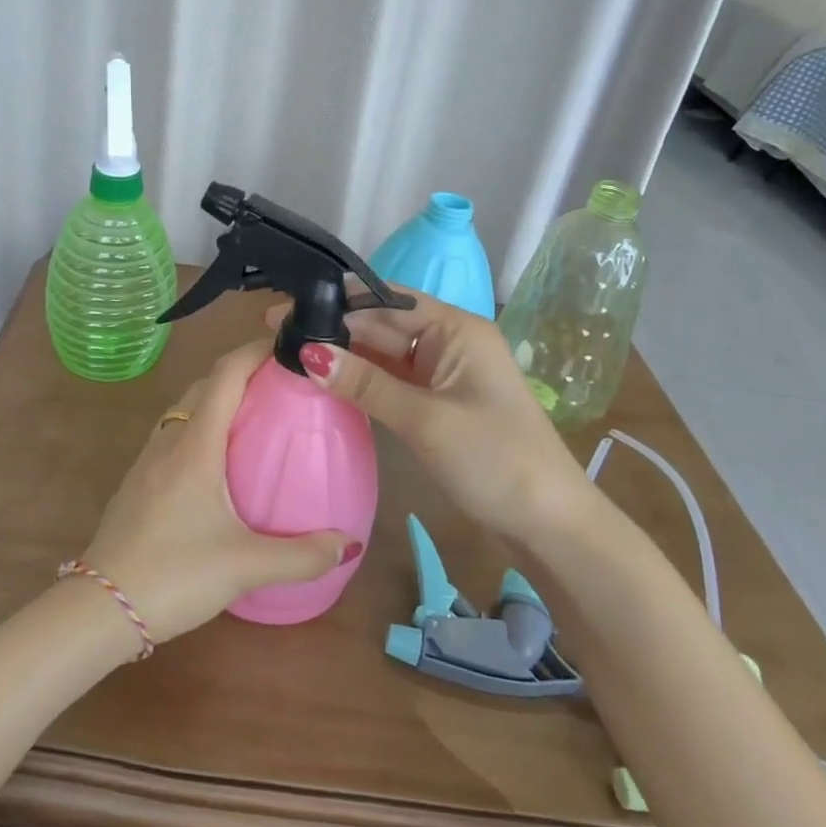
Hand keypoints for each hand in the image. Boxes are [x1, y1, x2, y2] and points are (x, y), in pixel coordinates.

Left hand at [79, 339, 355, 648]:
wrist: (100, 607)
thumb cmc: (175, 574)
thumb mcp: (245, 566)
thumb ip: (302, 555)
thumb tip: (348, 544)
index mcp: (195, 444)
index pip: (226, 375)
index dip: (255, 351)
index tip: (286, 345)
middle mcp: (169, 440)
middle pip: (205, 386)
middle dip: (241, 372)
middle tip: (281, 384)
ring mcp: (147, 460)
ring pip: (185, 409)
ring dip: (217, 400)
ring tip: (255, 418)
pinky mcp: (137, 482)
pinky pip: (174, 435)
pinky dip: (201, 428)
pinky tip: (218, 464)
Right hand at [268, 294, 590, 548]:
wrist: (550, 524)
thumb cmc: (495, 460)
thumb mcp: (424, 419)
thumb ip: (365, 384)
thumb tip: (306, 353)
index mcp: (456, 329)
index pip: (386, 302)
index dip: (335, 304)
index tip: (285, 310)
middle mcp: (449, 342)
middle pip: (382, 326)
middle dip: (334, 329)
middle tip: (276, 334)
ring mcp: (444, 374)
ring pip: (384, 354)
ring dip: (344, 356)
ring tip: (289, 354)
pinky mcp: (439, 403)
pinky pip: (393, 381)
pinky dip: (362, 382)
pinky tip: (326, 382)